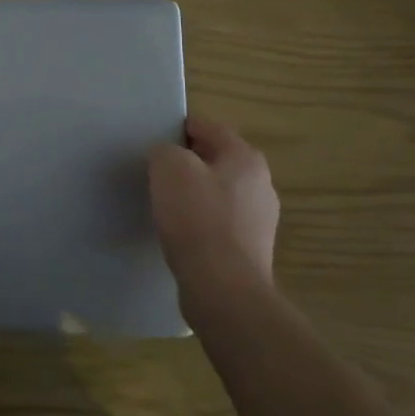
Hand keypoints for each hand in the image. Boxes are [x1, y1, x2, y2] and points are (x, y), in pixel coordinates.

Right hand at [148, 116, 278, 304]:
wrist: (223, 288)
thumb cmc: (197, 219)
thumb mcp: (169, 168)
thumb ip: (165, 150)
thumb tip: (168, 156)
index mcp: (246, 158)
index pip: (209, 127)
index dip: (179, 127)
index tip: (153, 137)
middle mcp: (261, 184)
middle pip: (216, 159)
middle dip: (188, 161)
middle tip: (155, 169)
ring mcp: (259, 219)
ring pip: (218, 192)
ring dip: (194, 192)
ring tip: (164, 202)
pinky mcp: (249, 249)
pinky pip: (219, 222)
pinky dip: (199, 220)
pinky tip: (180, 231)